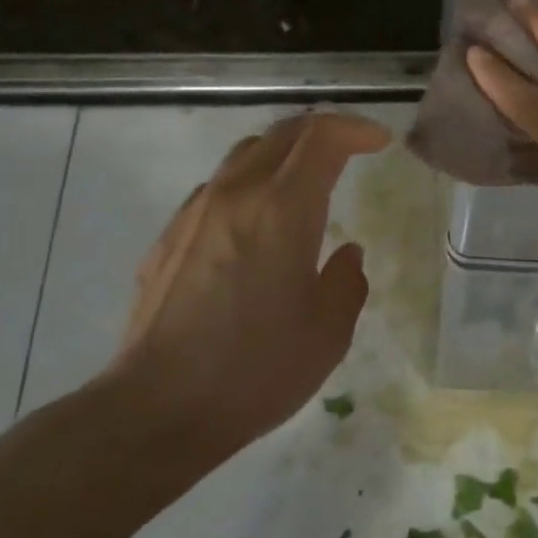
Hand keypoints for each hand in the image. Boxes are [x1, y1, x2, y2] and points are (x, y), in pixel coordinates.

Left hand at [99, 112, 391, 460]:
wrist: (158, 408)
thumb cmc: (256, 369)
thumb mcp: (328, 332)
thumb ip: (347, 282)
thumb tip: (346, 253)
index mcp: (283, 209)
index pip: (321, 138)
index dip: (355, 129)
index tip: (380, 143)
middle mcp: (236, 195)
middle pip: (281, 133)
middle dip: (322, 131)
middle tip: (350, 148)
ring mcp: (196, 213)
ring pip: (244, 155)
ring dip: (283, 154)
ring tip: (305, 181)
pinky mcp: (169, 237)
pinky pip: (217, 189)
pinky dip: (250, 184)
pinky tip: (257, 224)